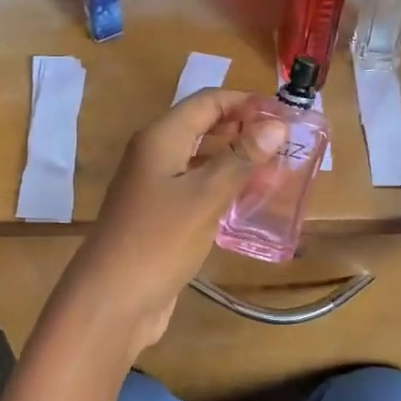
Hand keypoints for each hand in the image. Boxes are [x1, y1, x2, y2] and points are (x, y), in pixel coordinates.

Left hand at [52, 89, 286, 356]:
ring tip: (277, 173)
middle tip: (287, 146)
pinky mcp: (160, 217)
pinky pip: (196, 191)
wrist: (113, 299)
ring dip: (236, 162)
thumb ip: (241, 159)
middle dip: (244, 131)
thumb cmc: (158, 240)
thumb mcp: (205, 196)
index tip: (286, 115)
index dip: (246, 102)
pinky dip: (222, 190)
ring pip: (201, 161)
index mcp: (161, 138)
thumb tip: (276, 124)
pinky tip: (248, 204)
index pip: (208, 101)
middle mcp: (155, 155)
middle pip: (204, 128)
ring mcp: (155, 187)